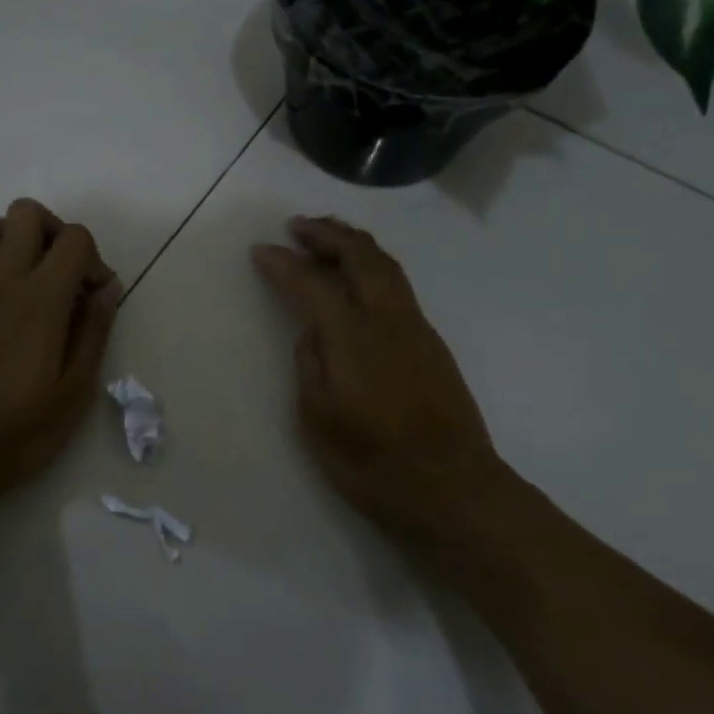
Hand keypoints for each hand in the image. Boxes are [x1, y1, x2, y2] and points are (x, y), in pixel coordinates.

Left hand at [0, 199, 120, 505]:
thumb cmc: (20, 430)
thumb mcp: (76, 390)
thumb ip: (95, 331)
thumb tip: (108, 287)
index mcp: (42, 300)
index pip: (74, 239)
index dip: (93, 259)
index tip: (93, 297)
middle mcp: (2, 281)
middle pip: (25, 213)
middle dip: (52, 231)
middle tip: (60, 272)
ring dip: (9, 238)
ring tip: (22, 274)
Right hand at [252, 216, 510, 546]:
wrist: (453, 488)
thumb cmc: (374, 463)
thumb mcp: (318, 420)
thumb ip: (310, 365)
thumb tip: (313, 331)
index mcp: (354, 338)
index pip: (313, 283)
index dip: (284, 263)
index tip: (260, 250)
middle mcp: (388, 319)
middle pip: (360, 255)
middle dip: (326, 234)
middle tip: (297, 226)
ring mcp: (416, 327)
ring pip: (386, 265)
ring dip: (353, 244)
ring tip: (326, 239)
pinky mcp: (431, 342)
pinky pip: (397, 284)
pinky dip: (372, 265)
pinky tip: (357, 279)